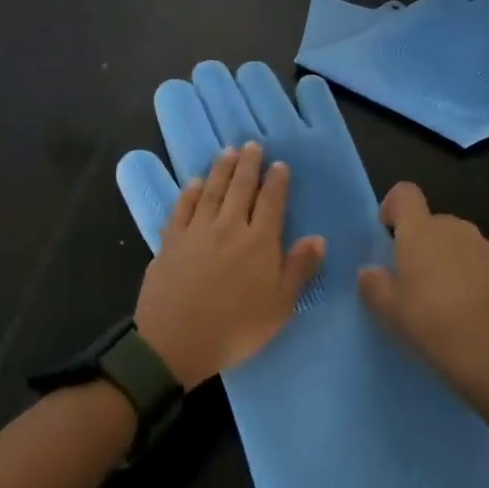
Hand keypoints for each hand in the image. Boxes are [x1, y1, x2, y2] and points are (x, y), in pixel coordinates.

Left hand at [134, 142, 324, 389]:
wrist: (175, 342)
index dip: (277, 181)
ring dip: (221, 169)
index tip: (280, 164)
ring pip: (212, 191)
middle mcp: (229, 226)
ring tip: (228, 151)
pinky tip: (195, 182)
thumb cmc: (235, 329)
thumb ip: (298, 269)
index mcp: (259, 241)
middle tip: (252, 145)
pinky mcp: (171, 241)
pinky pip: (182, 208)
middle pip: (240, 187)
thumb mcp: (279, 306)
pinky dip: (190, 192)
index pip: (271, 202)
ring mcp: (197, 231)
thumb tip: (317, 238)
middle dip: (249, 165)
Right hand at [356, 182, 488, 410]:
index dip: (394, 206)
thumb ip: (374, 285)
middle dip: (426, 245)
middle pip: (436, 224)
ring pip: (466, 248)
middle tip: (416, 283)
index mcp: (423, 231)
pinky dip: (482, 285)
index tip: (388, 232)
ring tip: (450, 304)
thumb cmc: (432, 323)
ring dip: (456, 264)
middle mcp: (459, 230)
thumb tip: (370, 272)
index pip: (405, 194)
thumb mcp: (390, 311)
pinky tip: (480, 317)